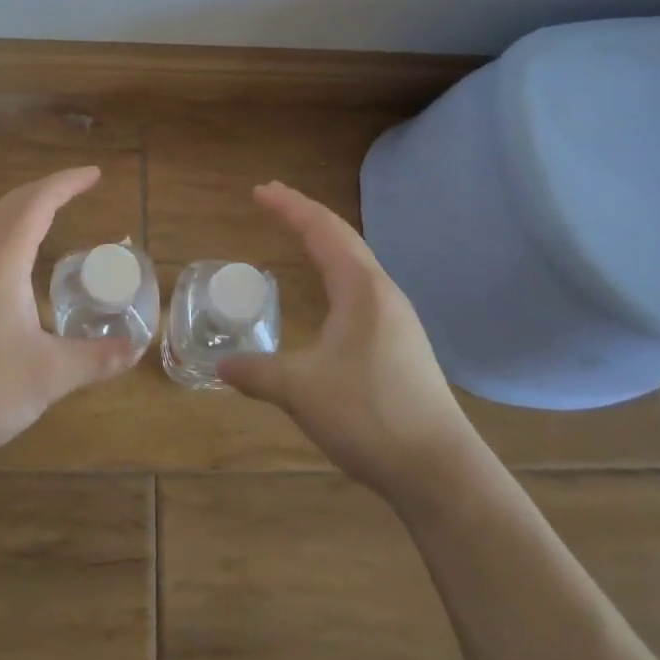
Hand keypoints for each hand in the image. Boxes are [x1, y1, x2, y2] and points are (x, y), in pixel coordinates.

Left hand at [0, 166, 138, 474]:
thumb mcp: (47, 377)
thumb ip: (95, 359)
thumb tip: (137, 349)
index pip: (37, 202)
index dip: (67, 183)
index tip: (95, 174)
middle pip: (9, 205)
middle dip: (46, 190)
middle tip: (78, 189)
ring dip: (20, 212)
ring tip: (49, 217)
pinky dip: (4, 236)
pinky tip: (10, 268)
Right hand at [219, 182, 472, 497]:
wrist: (439, 469)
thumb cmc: (368, 414)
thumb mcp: (300, 390)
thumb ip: (257, 373)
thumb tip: (220, 367)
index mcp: (360, 289)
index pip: (321, 231)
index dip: (289, 207)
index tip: (260, 191)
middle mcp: (382, 292)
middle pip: (342, 237)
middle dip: (306, 214)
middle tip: (274, 199)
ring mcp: (397, 318)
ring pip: (356, 262)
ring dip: (325, 241)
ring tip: (300, 233)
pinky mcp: (402, 342)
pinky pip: (362, 286)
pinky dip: (337, 269)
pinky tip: (331, 291)